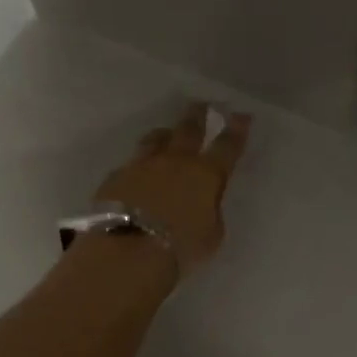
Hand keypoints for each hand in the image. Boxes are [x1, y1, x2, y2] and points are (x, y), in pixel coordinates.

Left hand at [90, 102, 251, 274]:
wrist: (128, 251)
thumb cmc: (180, 247)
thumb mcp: (211, 234)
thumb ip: (209, 212)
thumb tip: (202, 204)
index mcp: (206, 174)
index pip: (227, 146)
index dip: (237, 130)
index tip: (241, 115)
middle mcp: (174, 161)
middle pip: (188, 130)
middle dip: (197, 116)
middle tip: (202, 105)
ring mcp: (141, 166)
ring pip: (154, 140)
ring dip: (164, 135)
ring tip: (166, 134)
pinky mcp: (115, 178)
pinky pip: (130, 165)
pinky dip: (138, 167)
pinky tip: (136, 175)